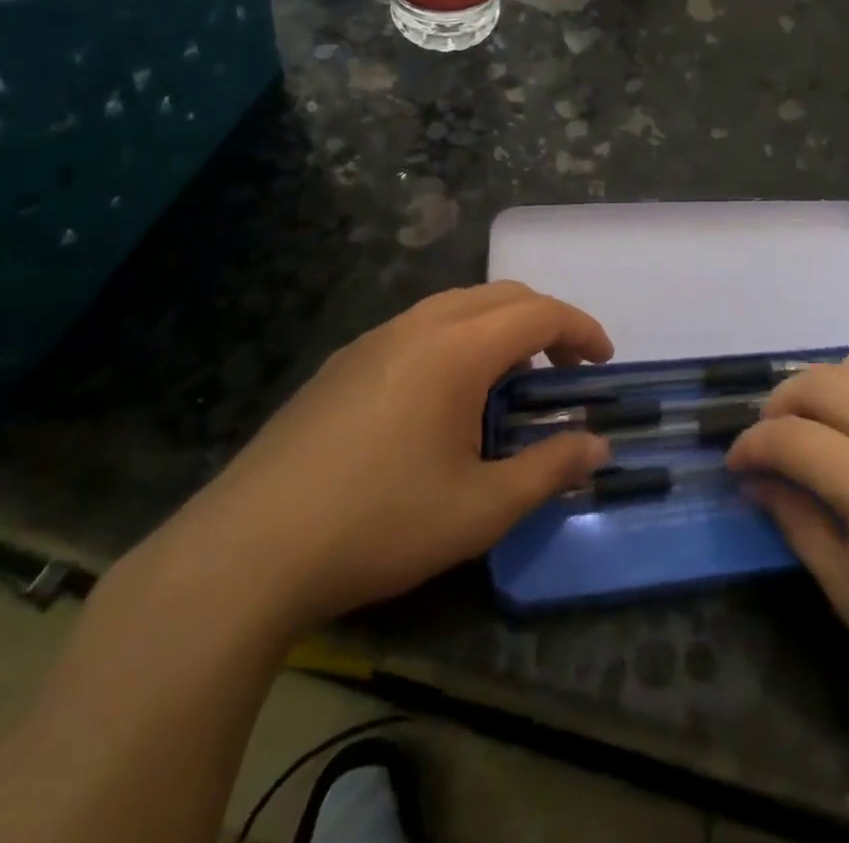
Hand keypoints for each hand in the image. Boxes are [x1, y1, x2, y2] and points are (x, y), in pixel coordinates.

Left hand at [155, 283, 612, 633]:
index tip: (603, 361)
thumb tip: (598, 447)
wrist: (246, 552)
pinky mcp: (342, 363)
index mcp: (456, 349)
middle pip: (501, 296)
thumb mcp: (480, 509)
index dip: (581, 329)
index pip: (539, 312)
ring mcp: (374, 340)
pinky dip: (457, 339)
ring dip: (498, 327)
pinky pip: (419, 327)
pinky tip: (445, 396)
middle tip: (564, 368)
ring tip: (510, 379)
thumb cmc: (378, 524)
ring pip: (456, 306)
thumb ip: (549, 470)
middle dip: (545, 321)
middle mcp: (418, 326)